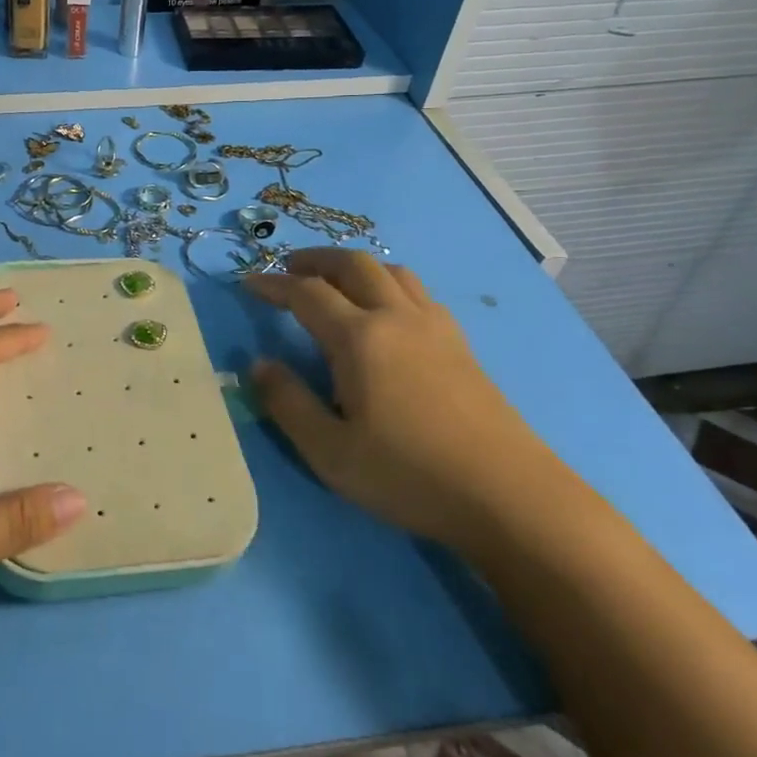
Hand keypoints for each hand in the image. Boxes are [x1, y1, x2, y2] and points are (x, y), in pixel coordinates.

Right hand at [243, 249, 568, 551]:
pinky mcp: (460, 344)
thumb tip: (259, 364)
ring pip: (391, 271)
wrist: (509, 496)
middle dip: (315, 260)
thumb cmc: (408, 475)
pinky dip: (388, 284)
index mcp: (359, 338)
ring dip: (355, 267)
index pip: (306, 293)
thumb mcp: (329, 451)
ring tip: (335, 283)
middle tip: (288, 270)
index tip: (247, 283)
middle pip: (352, 264)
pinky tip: (386, 313)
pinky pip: (417, 292)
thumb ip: (287, 402)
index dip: (272, 284)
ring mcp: (435, 327)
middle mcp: (396, 317)